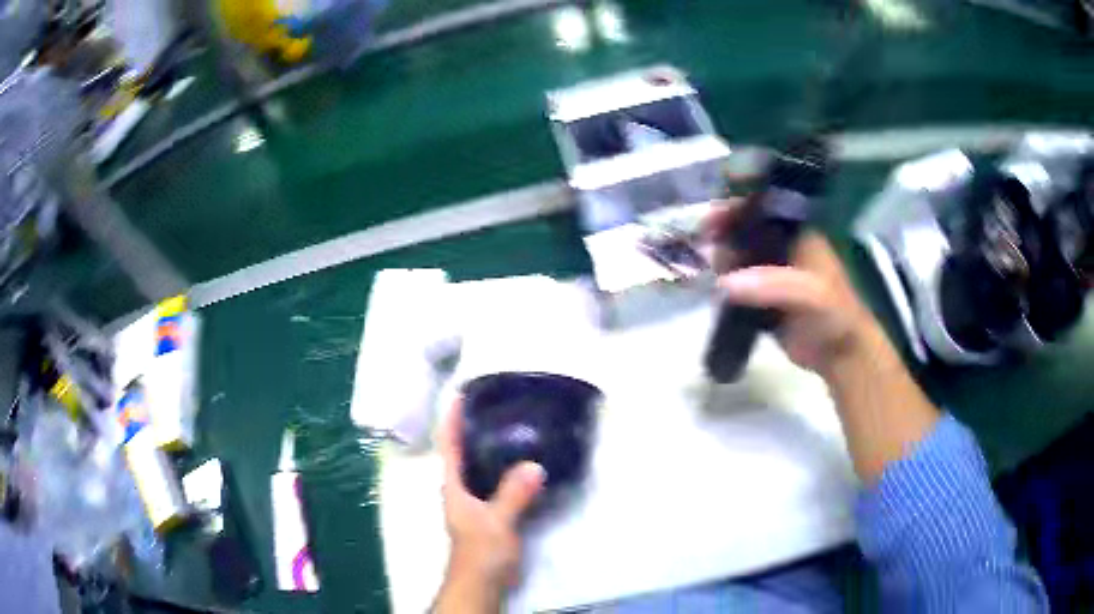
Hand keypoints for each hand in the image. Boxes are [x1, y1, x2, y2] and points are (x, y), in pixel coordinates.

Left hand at [434, 400, 544, 612]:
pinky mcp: (490, 512)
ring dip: (489, 446)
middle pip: (462, 451)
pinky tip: (523, 462)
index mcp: (454, 486)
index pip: (449, 445)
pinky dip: (505, 467)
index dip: (452, 419)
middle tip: (495, 404)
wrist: (483, 581)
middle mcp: (460, 489)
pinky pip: (495, 481)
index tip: (462, 394)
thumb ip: (513, 495)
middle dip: (472, 427)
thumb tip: (534, 465)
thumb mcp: (497, 522)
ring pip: (479, 466)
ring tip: (512, 425)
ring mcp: (474, 501)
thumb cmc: (481, 551)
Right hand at [704, 199, 876, 376]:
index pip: (763, 207)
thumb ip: (771, 284)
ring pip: (739, 255)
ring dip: (722, 257)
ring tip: (711, 267)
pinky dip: (723, 283)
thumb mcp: (809, 292)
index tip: (714, 216)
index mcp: (798, 233)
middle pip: (746, 228)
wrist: (839, 355)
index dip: (738, 206)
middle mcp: (783, 247)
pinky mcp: (762, 298)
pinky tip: (712, 287)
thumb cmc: (832, 313)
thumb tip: (723, 283)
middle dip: (724, 231)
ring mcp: (772, 273)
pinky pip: (738, 284)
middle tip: (706, 241)